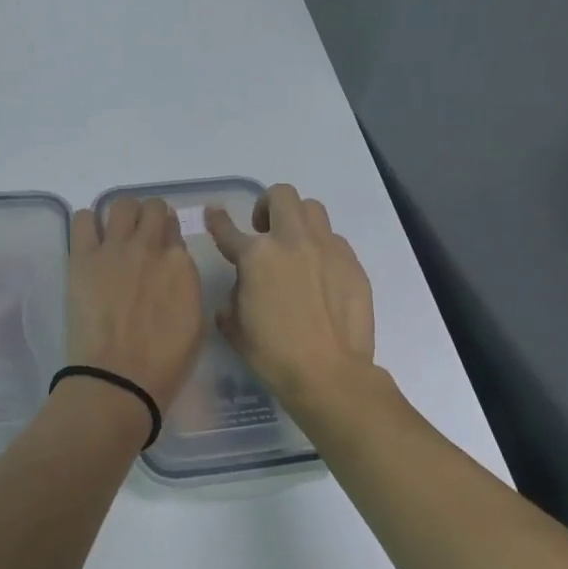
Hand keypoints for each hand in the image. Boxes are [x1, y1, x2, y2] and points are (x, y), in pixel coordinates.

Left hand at [66, 197, 203, 411]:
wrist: (119, 377)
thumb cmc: (164, 363)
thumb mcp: (194, 322)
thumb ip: (185, 286)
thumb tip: (172, 270)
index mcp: (181, 264)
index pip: (175, 230)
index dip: (167, 237)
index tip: (160, 249)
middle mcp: (150, 246)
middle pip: (152, 208)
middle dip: (148, 216)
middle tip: (139, 235)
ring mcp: (115, 248)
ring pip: (120, 204)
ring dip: (120, 214)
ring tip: (113, 233)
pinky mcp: (83, 257)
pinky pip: (82, 219)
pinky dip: (86, 223)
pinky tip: (88, 239)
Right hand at [206, 183, 376, 411]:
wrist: (329, 373)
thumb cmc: (273, 354)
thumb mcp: (235, 327)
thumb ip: (232, 300)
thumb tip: (239, 293)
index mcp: (256, 256)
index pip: (228, 229)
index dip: (218, 220)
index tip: (215, 212)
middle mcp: (291, 241)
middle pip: (281, 195)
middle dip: (267, 206)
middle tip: (264, 231)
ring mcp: (326, 249)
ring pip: (312, 209)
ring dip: (298, 220)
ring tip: (295, 246)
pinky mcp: (352, 263)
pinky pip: (334, 241)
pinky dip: (322, 249)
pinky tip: (321, 275)